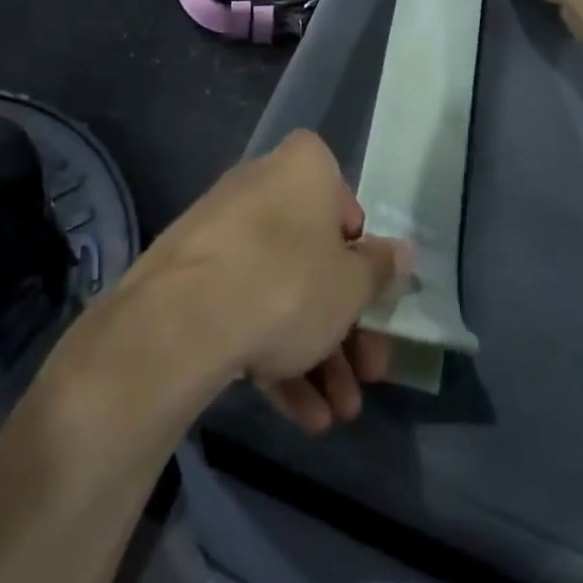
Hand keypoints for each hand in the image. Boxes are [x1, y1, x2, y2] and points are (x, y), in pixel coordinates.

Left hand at [138, 131, 411, 432]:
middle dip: (344, 325)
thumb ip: (380, 269)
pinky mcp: (191, 274)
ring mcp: (221, 230)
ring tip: (338, 414)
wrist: (182, 320)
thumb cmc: (288, 283)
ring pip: (281, 289)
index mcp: (303, 167)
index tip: (370, 298)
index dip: (361, 255)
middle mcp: (260, 186)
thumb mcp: (352, 285)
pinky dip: (273, 354)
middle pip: (313, 257)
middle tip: (368, 376)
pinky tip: (302, 415)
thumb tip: (400, 253)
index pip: (344, 203)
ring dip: (315, 353)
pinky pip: (244, 306)